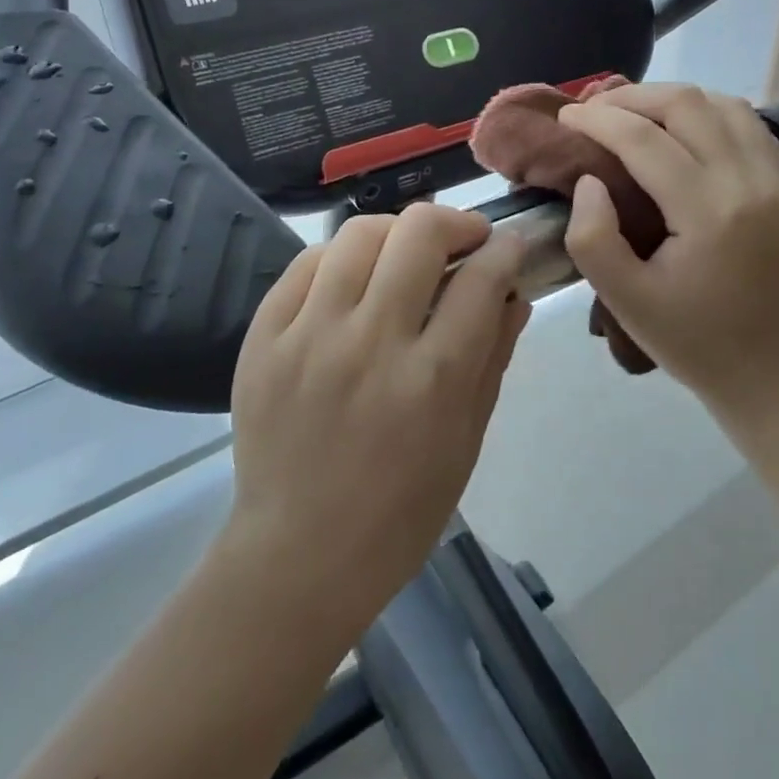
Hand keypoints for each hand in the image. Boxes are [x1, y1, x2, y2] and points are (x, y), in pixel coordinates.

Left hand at [223, 204, 531, 634]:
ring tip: (405, 253)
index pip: (481, 279)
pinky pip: (307, 263)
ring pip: (360, 233)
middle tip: (463, 240)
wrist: (298, 555)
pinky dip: (341, 258)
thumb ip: (491, 357)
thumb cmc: (400, 511)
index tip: (508, 248)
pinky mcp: (264, 336)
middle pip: (419, 233)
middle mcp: (370, 342)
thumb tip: (513, 294)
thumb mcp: (466, 441)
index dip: (505, 251)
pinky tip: (353, 277)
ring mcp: (309, 334)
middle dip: (455, 222)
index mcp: (431, 378)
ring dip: (397, 232)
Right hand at [560, 83, 778, 424]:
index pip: (644, 139)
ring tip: (634, 114)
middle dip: (632, 97)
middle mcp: (749, 181)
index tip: (565, 117)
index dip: (597, 120)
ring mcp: (777, 179)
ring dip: (672, 99)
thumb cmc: (692, 341)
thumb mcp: (625, 300)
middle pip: (687, 104)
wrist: (773, 375)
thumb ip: (592, 237)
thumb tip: (590, 180)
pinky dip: (708, 112)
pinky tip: (682, 129)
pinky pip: (748, 124)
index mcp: (709, 212)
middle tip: (594, 111)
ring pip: (722, 103)